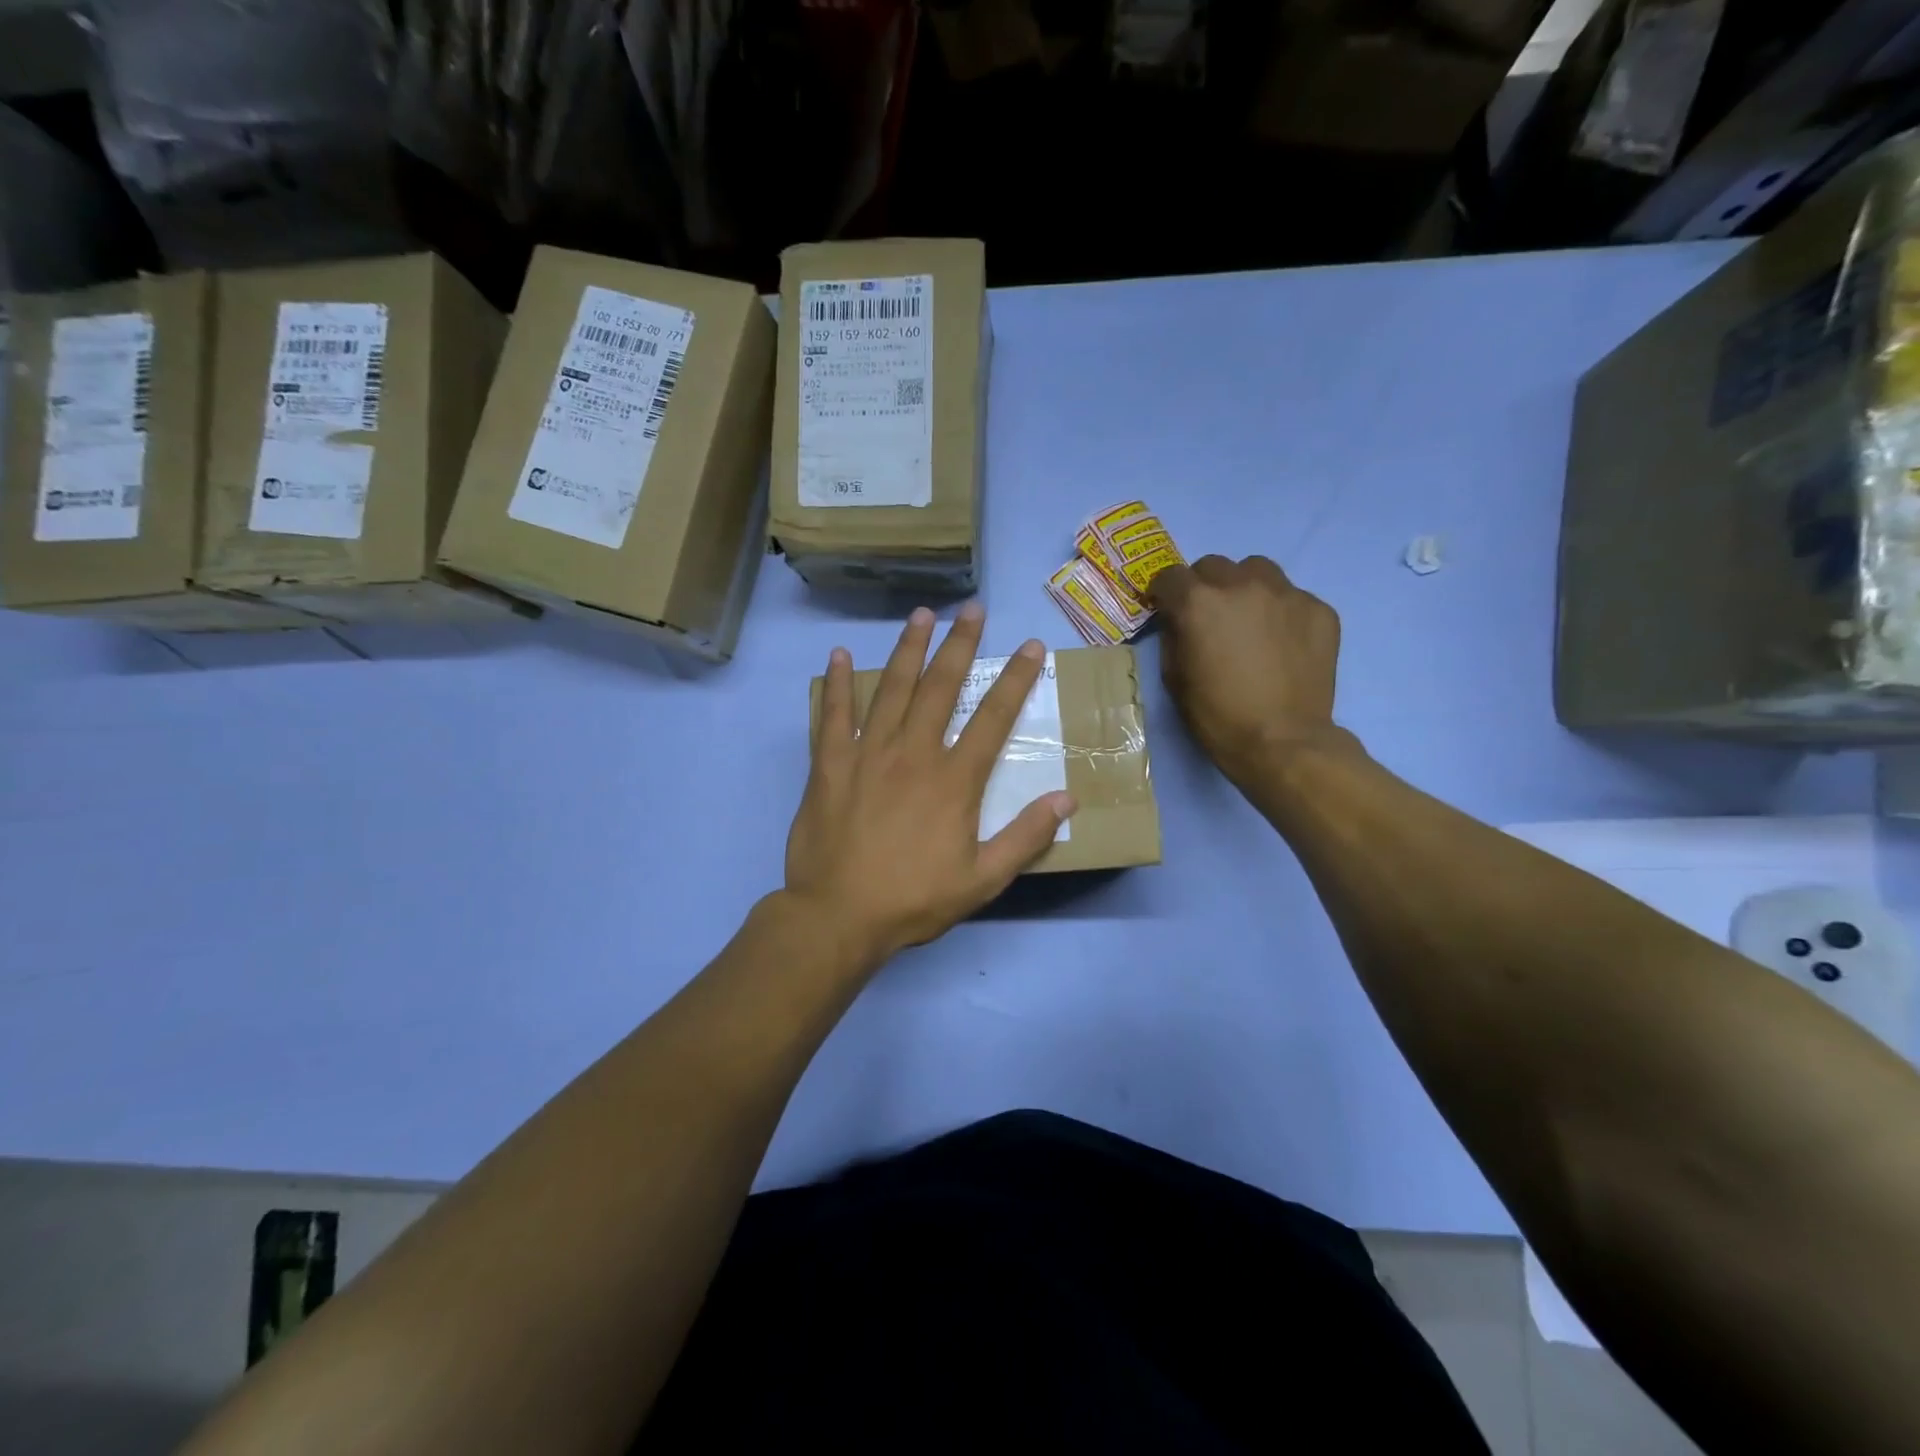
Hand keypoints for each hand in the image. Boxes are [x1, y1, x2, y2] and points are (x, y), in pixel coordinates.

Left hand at [785, 603, 1076, 966]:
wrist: (838, 916)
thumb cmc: (914, 899)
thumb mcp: (982, 880)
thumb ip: (1026, 837)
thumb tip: (1067, 799)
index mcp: (954, 780)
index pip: (993, 718)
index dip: (1016, 680)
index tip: (1030, 647)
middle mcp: (913, 753)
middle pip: (940, 687)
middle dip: (960, 644)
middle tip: (973, 609)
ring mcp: (867, 754)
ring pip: (891, 689)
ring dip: (908, 649)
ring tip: (921, 615)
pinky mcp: (829, 765)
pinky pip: (833, 715)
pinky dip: (838, 684)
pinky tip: (841, 655)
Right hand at [1151, 554, 1350, 789]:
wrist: (1283, 742)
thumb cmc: (1217, 716)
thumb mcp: (1175, 678)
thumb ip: (1173, 637)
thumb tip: (1179, 621)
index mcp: (1199, 603)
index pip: (1170, 576)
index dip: (1164, 592)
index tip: (1166, 607)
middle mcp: (1242, 586)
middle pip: (1214, 565)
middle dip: (1204, 586)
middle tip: (1208, 616)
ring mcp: (1286, 594)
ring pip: (1257, 570)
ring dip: (1244, 587)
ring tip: (1249, 619)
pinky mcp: (1319, 609)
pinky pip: (1292, 597)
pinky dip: (1280, 611)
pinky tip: (1282, 642)